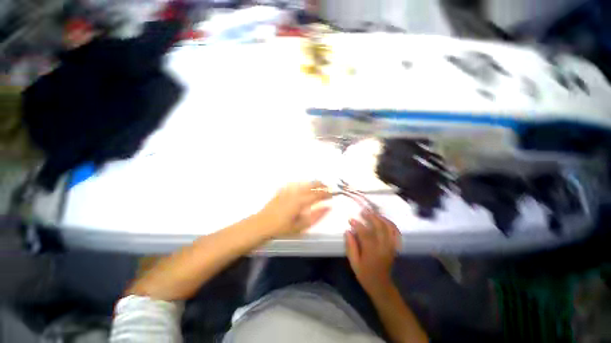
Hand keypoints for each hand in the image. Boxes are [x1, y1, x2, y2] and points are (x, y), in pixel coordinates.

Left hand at [258, 181, 330, 238]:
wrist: (262, 224)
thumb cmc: (283, 228)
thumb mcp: (302, 226)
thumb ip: (316, 216)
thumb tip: (328, 207)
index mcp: (302, 201)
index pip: (318, 194)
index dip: (327, 193)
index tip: (333, 194)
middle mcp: (296, 192)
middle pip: (311, 184)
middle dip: (321, 184)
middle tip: (327, 187)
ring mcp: (288, 190)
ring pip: (304, 182)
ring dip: (313, 183)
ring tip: (318, 186)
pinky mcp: (282, 190)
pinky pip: (295, 183)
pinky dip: (302, 184)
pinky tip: (303, 186)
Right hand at [345, 211, 399, 294]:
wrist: (381, 286)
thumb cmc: (365, 275)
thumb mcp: (354, 263)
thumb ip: (351, 247)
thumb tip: (348, 231)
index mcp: (372, 252)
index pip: (365, 233)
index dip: (358, 225)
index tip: (351, 220)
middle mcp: (383, 247)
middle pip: (380, 227)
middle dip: (371, 217)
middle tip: (363, 211)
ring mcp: (390, 247)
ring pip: (388, 228)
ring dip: (381, 218)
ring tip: (372, 213)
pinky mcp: (393, 247)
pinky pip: (394, 232)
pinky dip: (389, 224)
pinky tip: (383, 220)